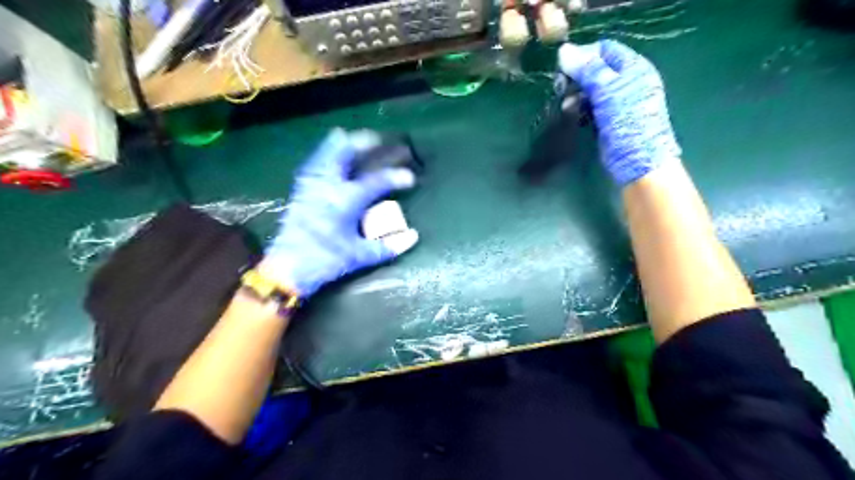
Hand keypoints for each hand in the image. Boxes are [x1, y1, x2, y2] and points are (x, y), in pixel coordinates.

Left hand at [262, 129, 420, 298]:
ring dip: (342, 143)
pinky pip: (314, 163)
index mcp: (345, 201)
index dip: (395, 176)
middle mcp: (328, 186)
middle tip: (381, 139)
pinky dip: (324, 153)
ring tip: (353, 136)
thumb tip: (413, 236)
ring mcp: (312, 185)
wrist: (288, 268)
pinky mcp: (301, 190)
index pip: (376, 181)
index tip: (410, 177)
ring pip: (326, 153)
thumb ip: (388, 246)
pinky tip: (329, 155)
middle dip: (365, 142)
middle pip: (345, 152)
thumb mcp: (360, 257)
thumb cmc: (326, 261)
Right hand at [558, 40, 685, 185]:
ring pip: (591, 88)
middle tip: (560, 86)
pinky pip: (591, 105)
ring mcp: (618, 101)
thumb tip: (564, 50)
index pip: (605, 49)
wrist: (637, 161)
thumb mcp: (607, 91)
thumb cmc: (627, 121)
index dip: (584, 55)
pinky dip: (580, 107)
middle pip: (596, 68)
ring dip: (576, 93)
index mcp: (633, 67)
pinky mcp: (609, 118)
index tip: (564, 67)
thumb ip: (587, 70)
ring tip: (565, 103)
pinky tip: (570, 112)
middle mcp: (627, 81)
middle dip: (577, 76)